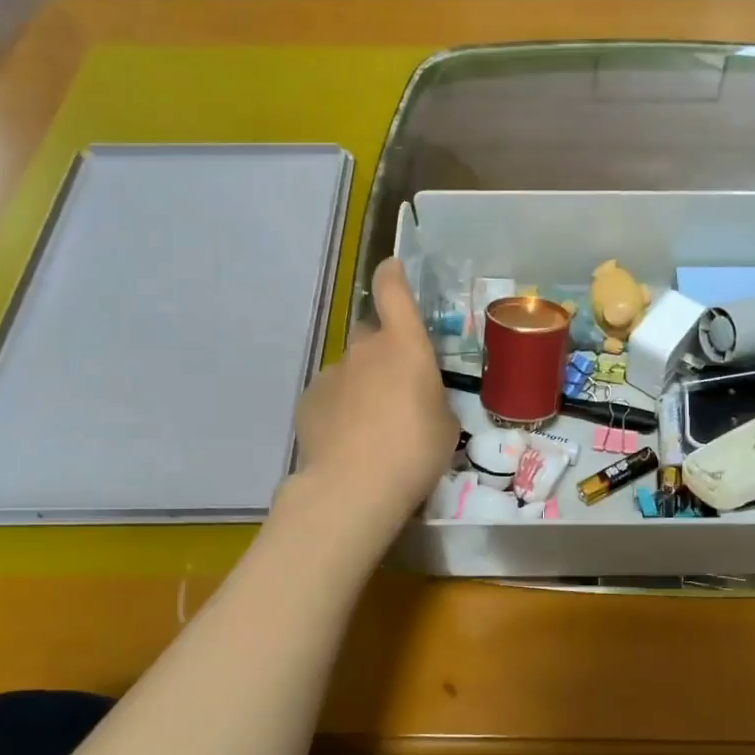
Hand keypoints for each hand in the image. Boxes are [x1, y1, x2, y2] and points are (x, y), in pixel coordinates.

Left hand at [292, 257, 459, 528]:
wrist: (355, 486)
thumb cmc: (416, 450)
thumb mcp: (446, 424)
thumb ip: (432, 398)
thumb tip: (417, 397)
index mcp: (405, 346)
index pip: (393, 290)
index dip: (393, 275)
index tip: (394, 269)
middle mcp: (364, 349)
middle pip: (373, 334)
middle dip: (385, 350)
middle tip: (399, 385)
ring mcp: (332, 373)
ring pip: (352, 368)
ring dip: (364, 384)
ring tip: (374, 424)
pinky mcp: (309, 400)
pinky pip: (331, 394)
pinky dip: (341, 407)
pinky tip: (349, 438)